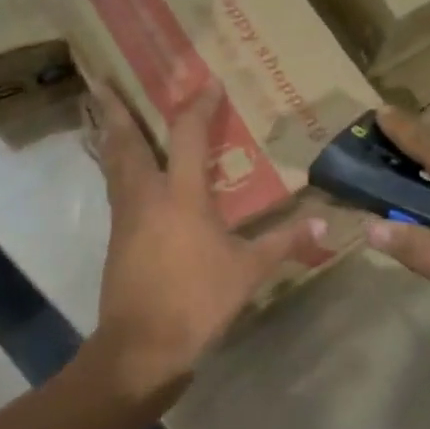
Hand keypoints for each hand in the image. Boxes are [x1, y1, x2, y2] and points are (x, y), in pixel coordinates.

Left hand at [82, 81, 326, 406]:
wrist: (142, 346)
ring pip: (113, 165)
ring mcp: (125, 217)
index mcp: (181, 195)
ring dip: (111, 136)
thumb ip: (285, 242)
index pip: (189, 135)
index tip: (207, 83)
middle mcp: (146, 195)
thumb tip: (326, 225)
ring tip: (106, 116)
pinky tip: (125, 174)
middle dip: (116, 110)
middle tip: (103, 82)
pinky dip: (116, 169)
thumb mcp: (249, 272)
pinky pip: (114, 190)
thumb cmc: (197, 300)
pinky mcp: (116, 239)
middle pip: (126, 143)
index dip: (199, 106)